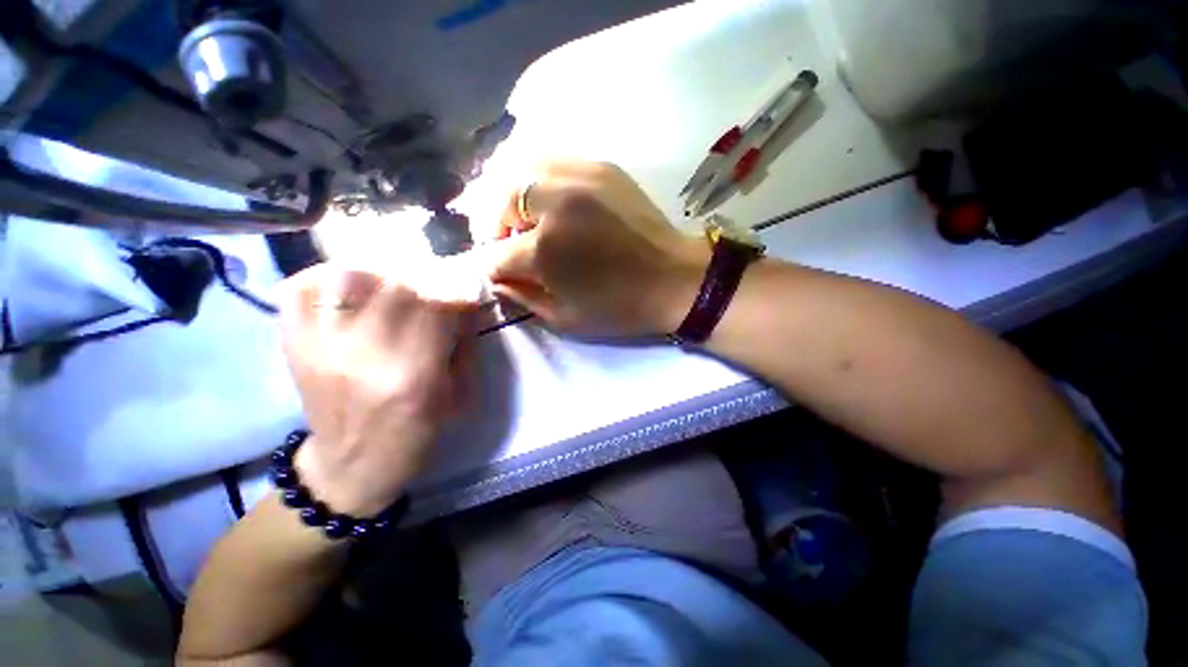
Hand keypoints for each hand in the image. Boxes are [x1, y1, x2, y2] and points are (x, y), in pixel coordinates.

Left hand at [278, 264, 477, 516]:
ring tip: (395, 278)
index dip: (457, 287)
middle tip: (436, 280)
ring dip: (380, 269)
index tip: (467, 286)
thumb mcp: (459, 395)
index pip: (437, 306)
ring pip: (345, 277)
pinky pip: (298, 290)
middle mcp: (362, 357)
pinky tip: (350, 283)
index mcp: (413, 377)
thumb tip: (468, 300)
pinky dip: (326, 275)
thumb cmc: (415, 434)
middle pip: (394, 285)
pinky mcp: (293, 347)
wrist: (351, 467)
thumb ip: (465, 344)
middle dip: (425, 275)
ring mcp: (319, 349)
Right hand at [486, 161, 708, 336]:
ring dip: (514, 198)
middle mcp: (556, 204)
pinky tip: (552, 202)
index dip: (492, 268)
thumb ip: (523, 297)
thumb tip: (497, 278)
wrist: (674, 279)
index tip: (500, 274)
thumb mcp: (565, 318)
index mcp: (546, 250)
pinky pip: (555, 162)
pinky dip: (542, 181)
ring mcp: (580, 177)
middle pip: (500, 200)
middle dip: (495, 226)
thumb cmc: (620, 307)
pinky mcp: (602, 167)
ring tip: (527, 219)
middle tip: (509, 243)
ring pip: (523, 170)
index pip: (495, 254)